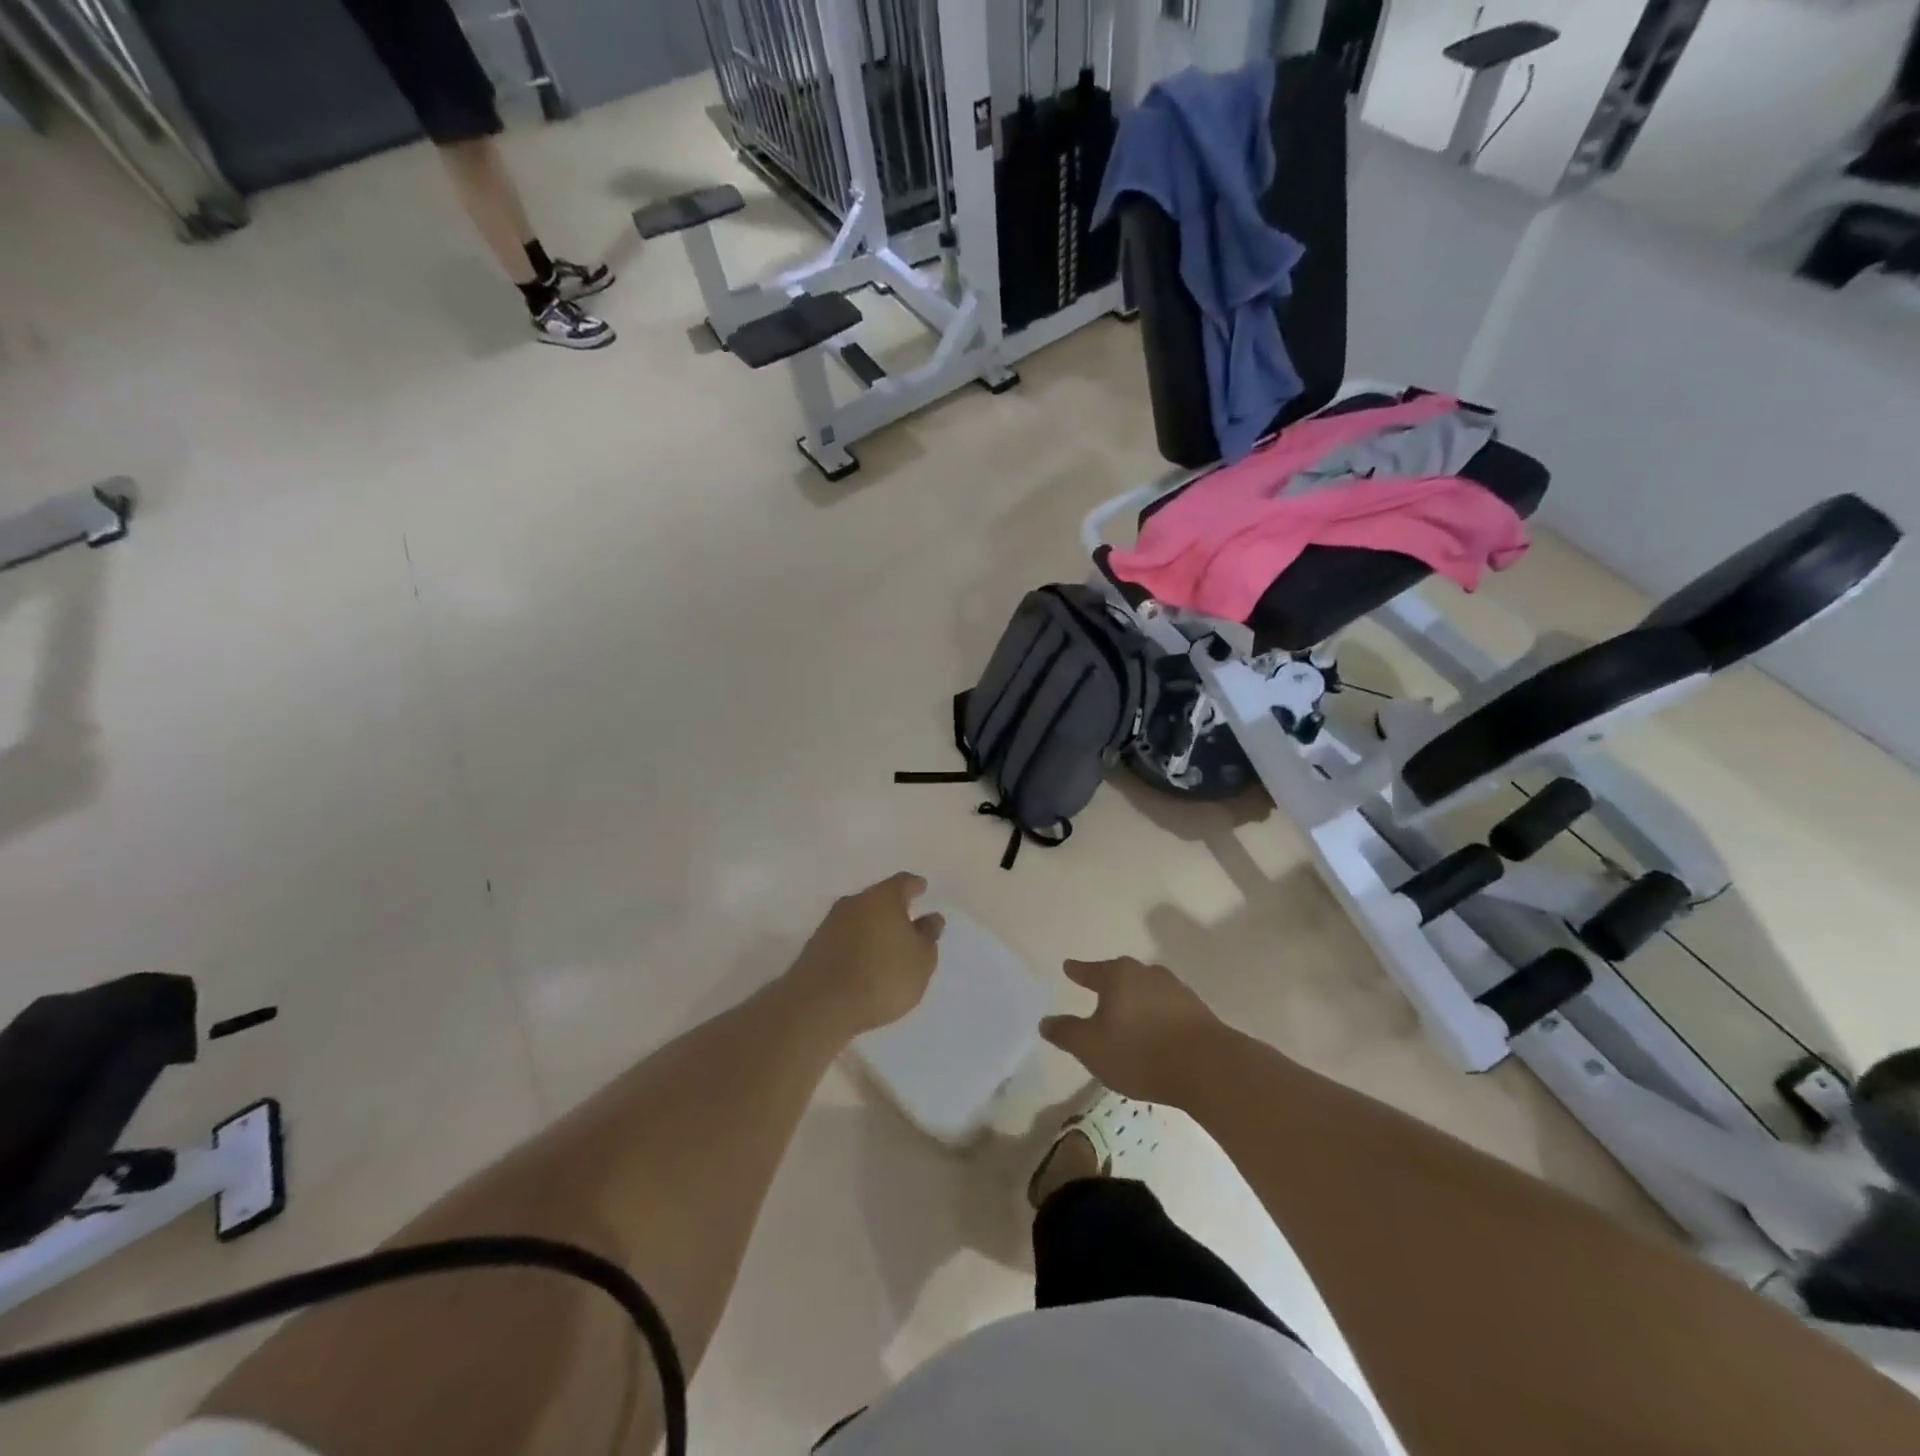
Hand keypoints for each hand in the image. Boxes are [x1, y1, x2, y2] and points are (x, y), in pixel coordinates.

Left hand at [789, 873, 944, 1038]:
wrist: (820, 1004)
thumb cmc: (882, 976)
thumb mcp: (921, 960)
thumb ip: (928, 936)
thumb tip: (931, 918)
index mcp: (883, 898)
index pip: (903, 882)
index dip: (915, 886)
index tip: (922, 888)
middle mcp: (855, 902)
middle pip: (878, 898)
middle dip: (893, 908)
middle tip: (908, 921)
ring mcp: (831, 923)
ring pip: (859, 917)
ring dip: (873, 927)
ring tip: (887, 946)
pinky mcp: (816, 946)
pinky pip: (845, 937)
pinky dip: (857, 944)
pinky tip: (864, 962)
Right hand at [1040, 957, 1226, 1106]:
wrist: (1208, 1067)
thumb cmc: (1139, 1052)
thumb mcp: (1091, 1047)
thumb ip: (1066, 1033)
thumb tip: (1045, 1021)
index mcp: (1118, 975)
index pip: (1091, 970)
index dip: (1078, 971)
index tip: (1068, 967)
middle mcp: (1147, 974)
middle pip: (1121, 976)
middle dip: (1109, 985)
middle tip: (1097, 993)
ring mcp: (1176, 990)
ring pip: (1146, 991)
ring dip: (1135, 1002)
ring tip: (1127, 1017)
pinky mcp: (1198, 1011)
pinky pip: (1167, 1009)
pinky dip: (1156, 1017)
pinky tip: (1154, 1033)